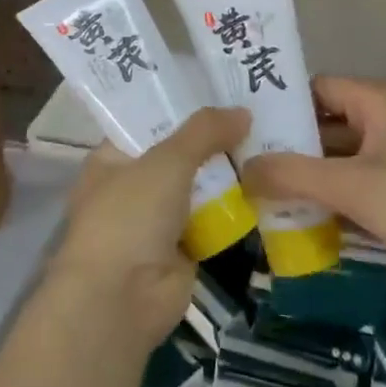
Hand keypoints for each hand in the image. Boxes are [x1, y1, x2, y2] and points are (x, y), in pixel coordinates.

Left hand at [47, 107, 248, 357]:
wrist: (122, 299)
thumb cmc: (129, 217)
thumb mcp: (166, 161)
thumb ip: (204, 132)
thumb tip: (243, 111)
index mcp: (112, 158)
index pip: (148, 122)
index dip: (182, 106)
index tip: (222, 88)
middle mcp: (132, 186)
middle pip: (179, 154)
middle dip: (214, 139)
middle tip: (259, 112)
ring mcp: (157, 220)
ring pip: (199, 187)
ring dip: (229, 173)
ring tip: (273, 141)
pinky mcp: (183, 248)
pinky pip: (213, 219)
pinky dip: (236, 208)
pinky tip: (270, 185)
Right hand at [239, 76, 385, 286]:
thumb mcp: (351, 186)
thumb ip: (293, 175)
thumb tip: (243, 169)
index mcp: (375, 100)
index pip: (314, 88)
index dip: (278, 106)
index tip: (243, 131)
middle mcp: (385, 117)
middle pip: (324, 123)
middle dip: (288, 147)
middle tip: (246, 168)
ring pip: (339, 155)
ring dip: (308, 175)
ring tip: (264, 195)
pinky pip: (357, 180)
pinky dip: (332, 194)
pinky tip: (302, 217)